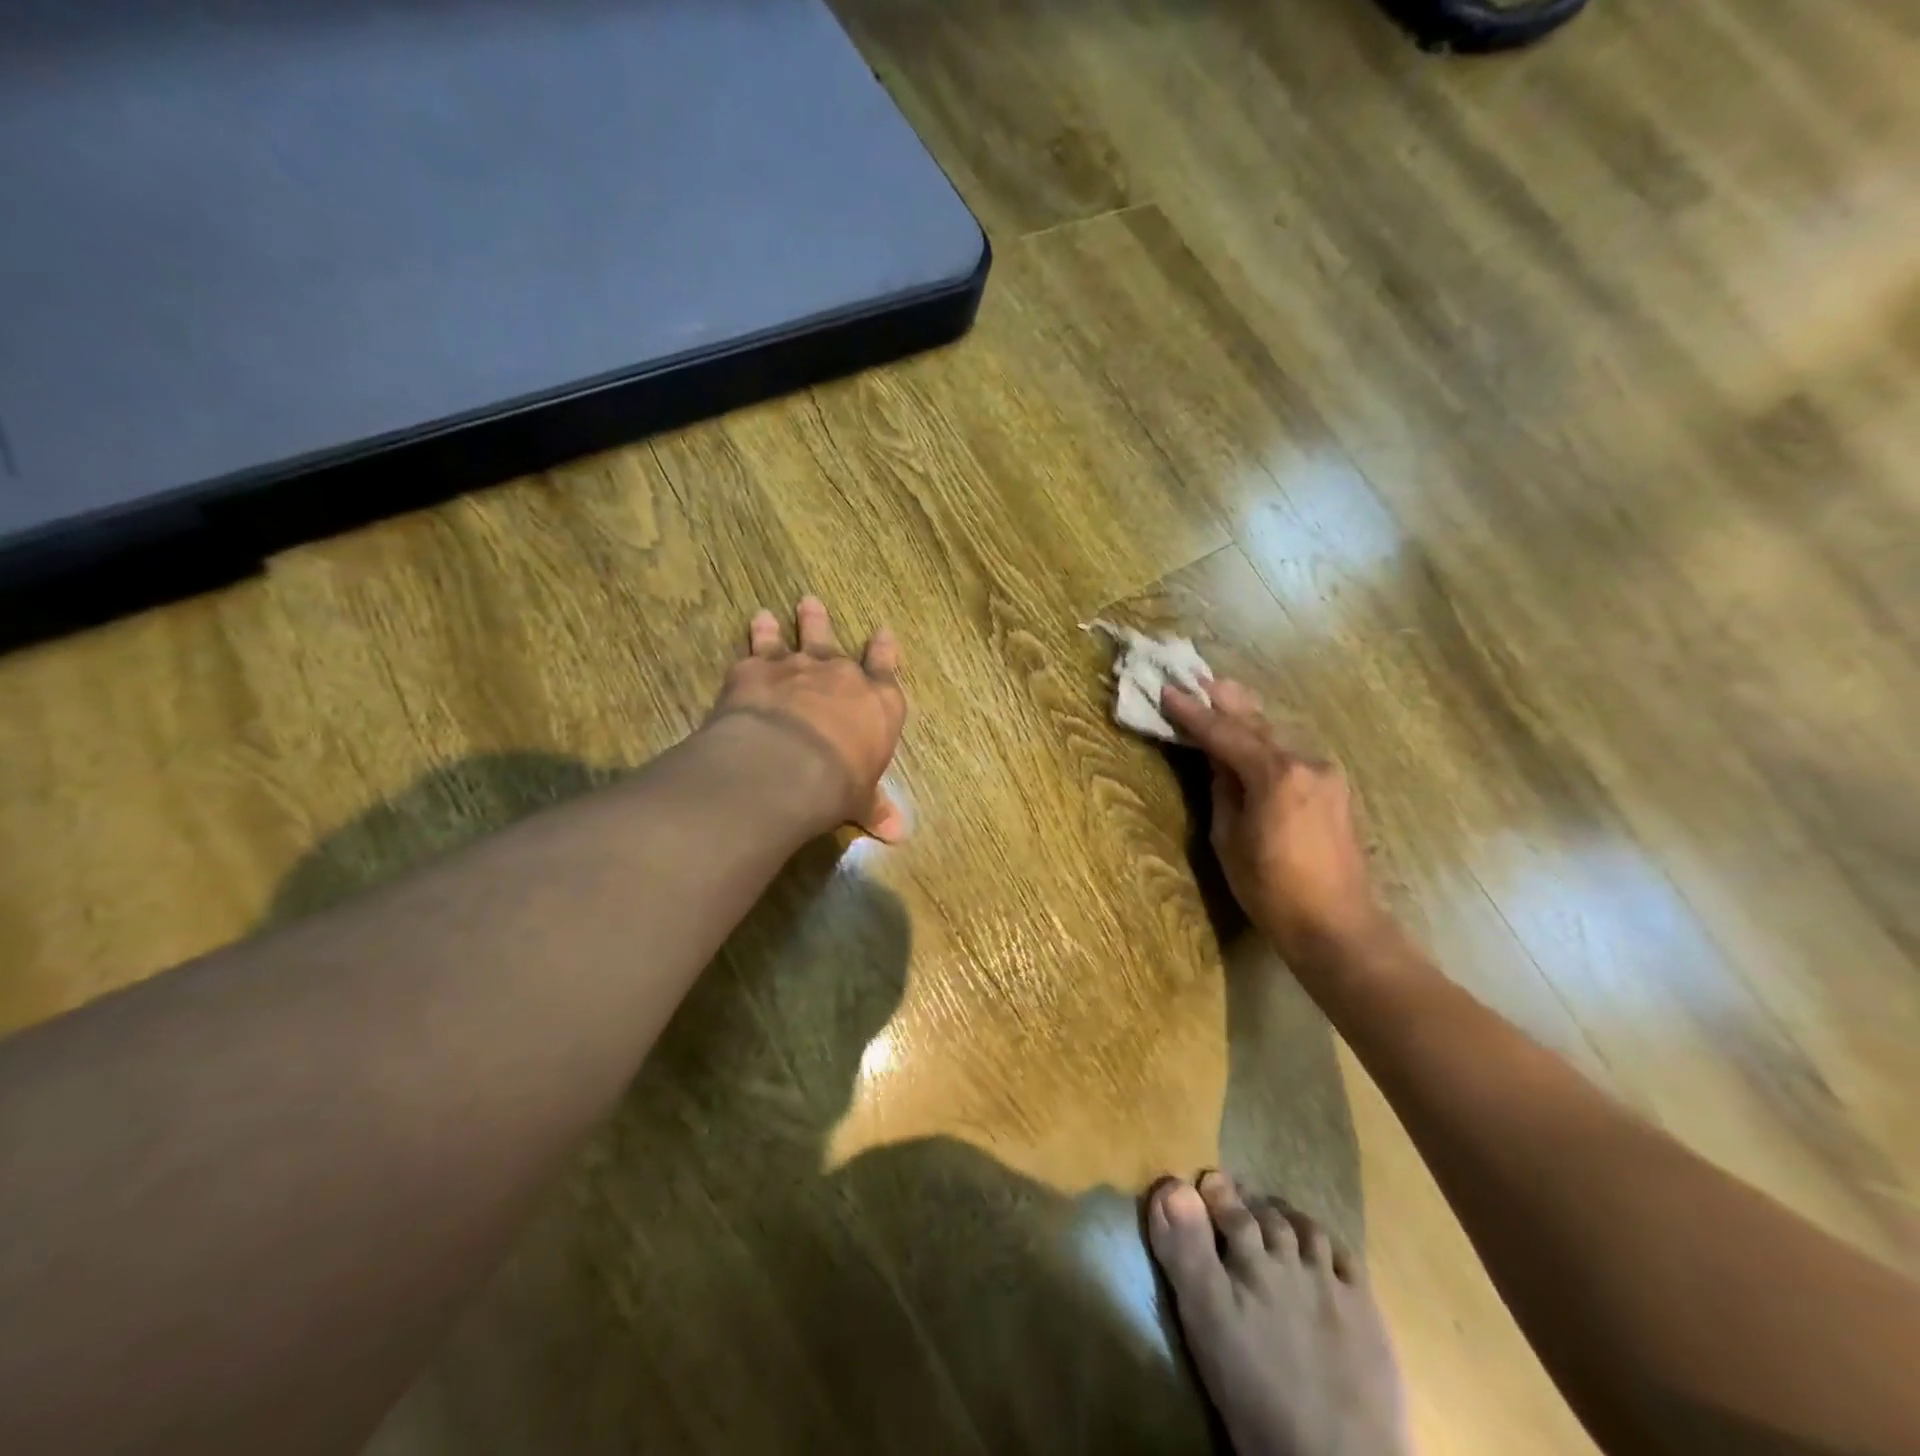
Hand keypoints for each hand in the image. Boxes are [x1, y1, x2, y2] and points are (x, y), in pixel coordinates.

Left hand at [706, 597, 907, 841]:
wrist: (787, 766)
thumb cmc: (838, 785)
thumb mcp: (861, 800)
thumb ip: (875, 808)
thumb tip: (898, 835)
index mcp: (878, 704)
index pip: (886, 670)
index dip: (885, 651)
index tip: (883, 632)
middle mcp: (841, 677)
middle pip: (834, 644)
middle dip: (823, 624)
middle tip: (813, 603)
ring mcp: (799, 668)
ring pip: (797, 637)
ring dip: (792, 623)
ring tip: (779, 610)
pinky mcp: (757, 670)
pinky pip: (758, 646)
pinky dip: (756, 635)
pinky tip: (755, 623)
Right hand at [1162, 681, 1384, 962]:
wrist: (1338, 925)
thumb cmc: (1271, 890)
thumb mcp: (1230, 839)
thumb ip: (1223, 790)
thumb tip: (1217, 761)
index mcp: (1275, 775)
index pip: (1225, 733)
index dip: (1192, 713)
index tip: (1167, 691)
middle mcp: (1306, 762)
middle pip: (1257, 723)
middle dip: (1225, 701)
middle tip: (1197, 679)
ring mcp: (1327, 773)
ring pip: (1279, 736)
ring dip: (1248, 719)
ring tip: (1222, 699)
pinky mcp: (1336, 788)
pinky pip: (1294, 754)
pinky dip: (1268, 742)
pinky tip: (1254, 739)